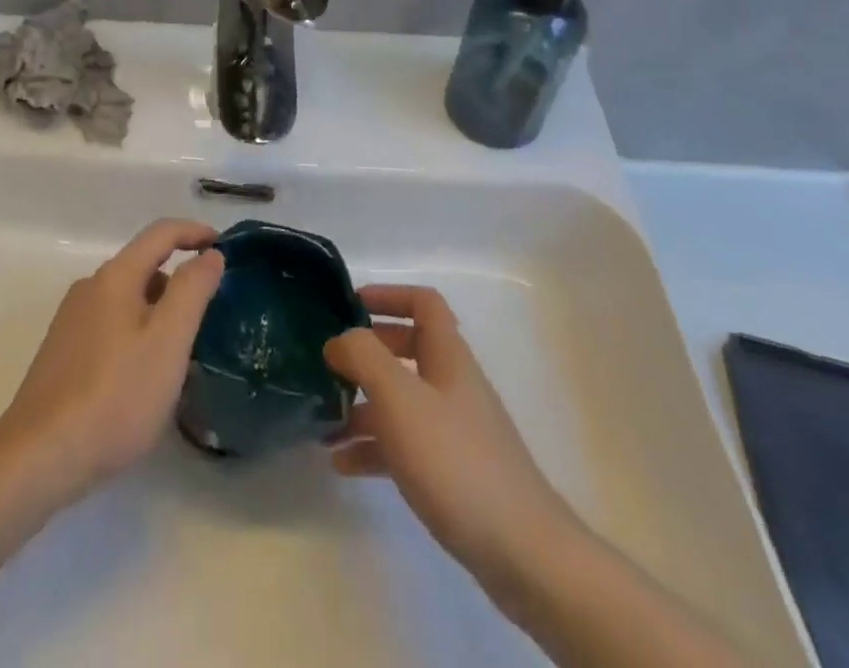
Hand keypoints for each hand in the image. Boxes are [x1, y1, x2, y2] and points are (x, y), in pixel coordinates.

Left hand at [0, 219, 224, 504]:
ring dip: (159, 311)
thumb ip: (192, 290)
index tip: (224, 247)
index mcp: (115, 276)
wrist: (39, 457)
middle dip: (179, 281)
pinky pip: (111, 325)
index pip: (161, 233)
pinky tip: (144, 376)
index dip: (195, 232)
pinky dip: (137, 333)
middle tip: (210, 316)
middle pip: (143, 266)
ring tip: (182, 353)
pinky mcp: (63, 352)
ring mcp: (72, 320)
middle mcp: (90, 287)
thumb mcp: (168, 341)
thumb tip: (209, 254)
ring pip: (127, 299)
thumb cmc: (115, 395)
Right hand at [325, 285, 578, 607]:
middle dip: (366, 354)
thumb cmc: (456, 461)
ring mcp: (456, 430)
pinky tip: (343, 464)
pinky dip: (374, 447)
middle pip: (408, 349)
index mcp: (448, 356)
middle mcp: (453, 385)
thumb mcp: (399, 398)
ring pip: (402, 401)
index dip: (388, 295)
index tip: (349, 305)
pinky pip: (405, 445)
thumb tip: (339, 340)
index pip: (423, 303)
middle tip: (330, 365)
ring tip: (324, 424)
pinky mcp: (454, 473)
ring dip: (363, 405)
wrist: (523, 553)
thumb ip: (363, 357)